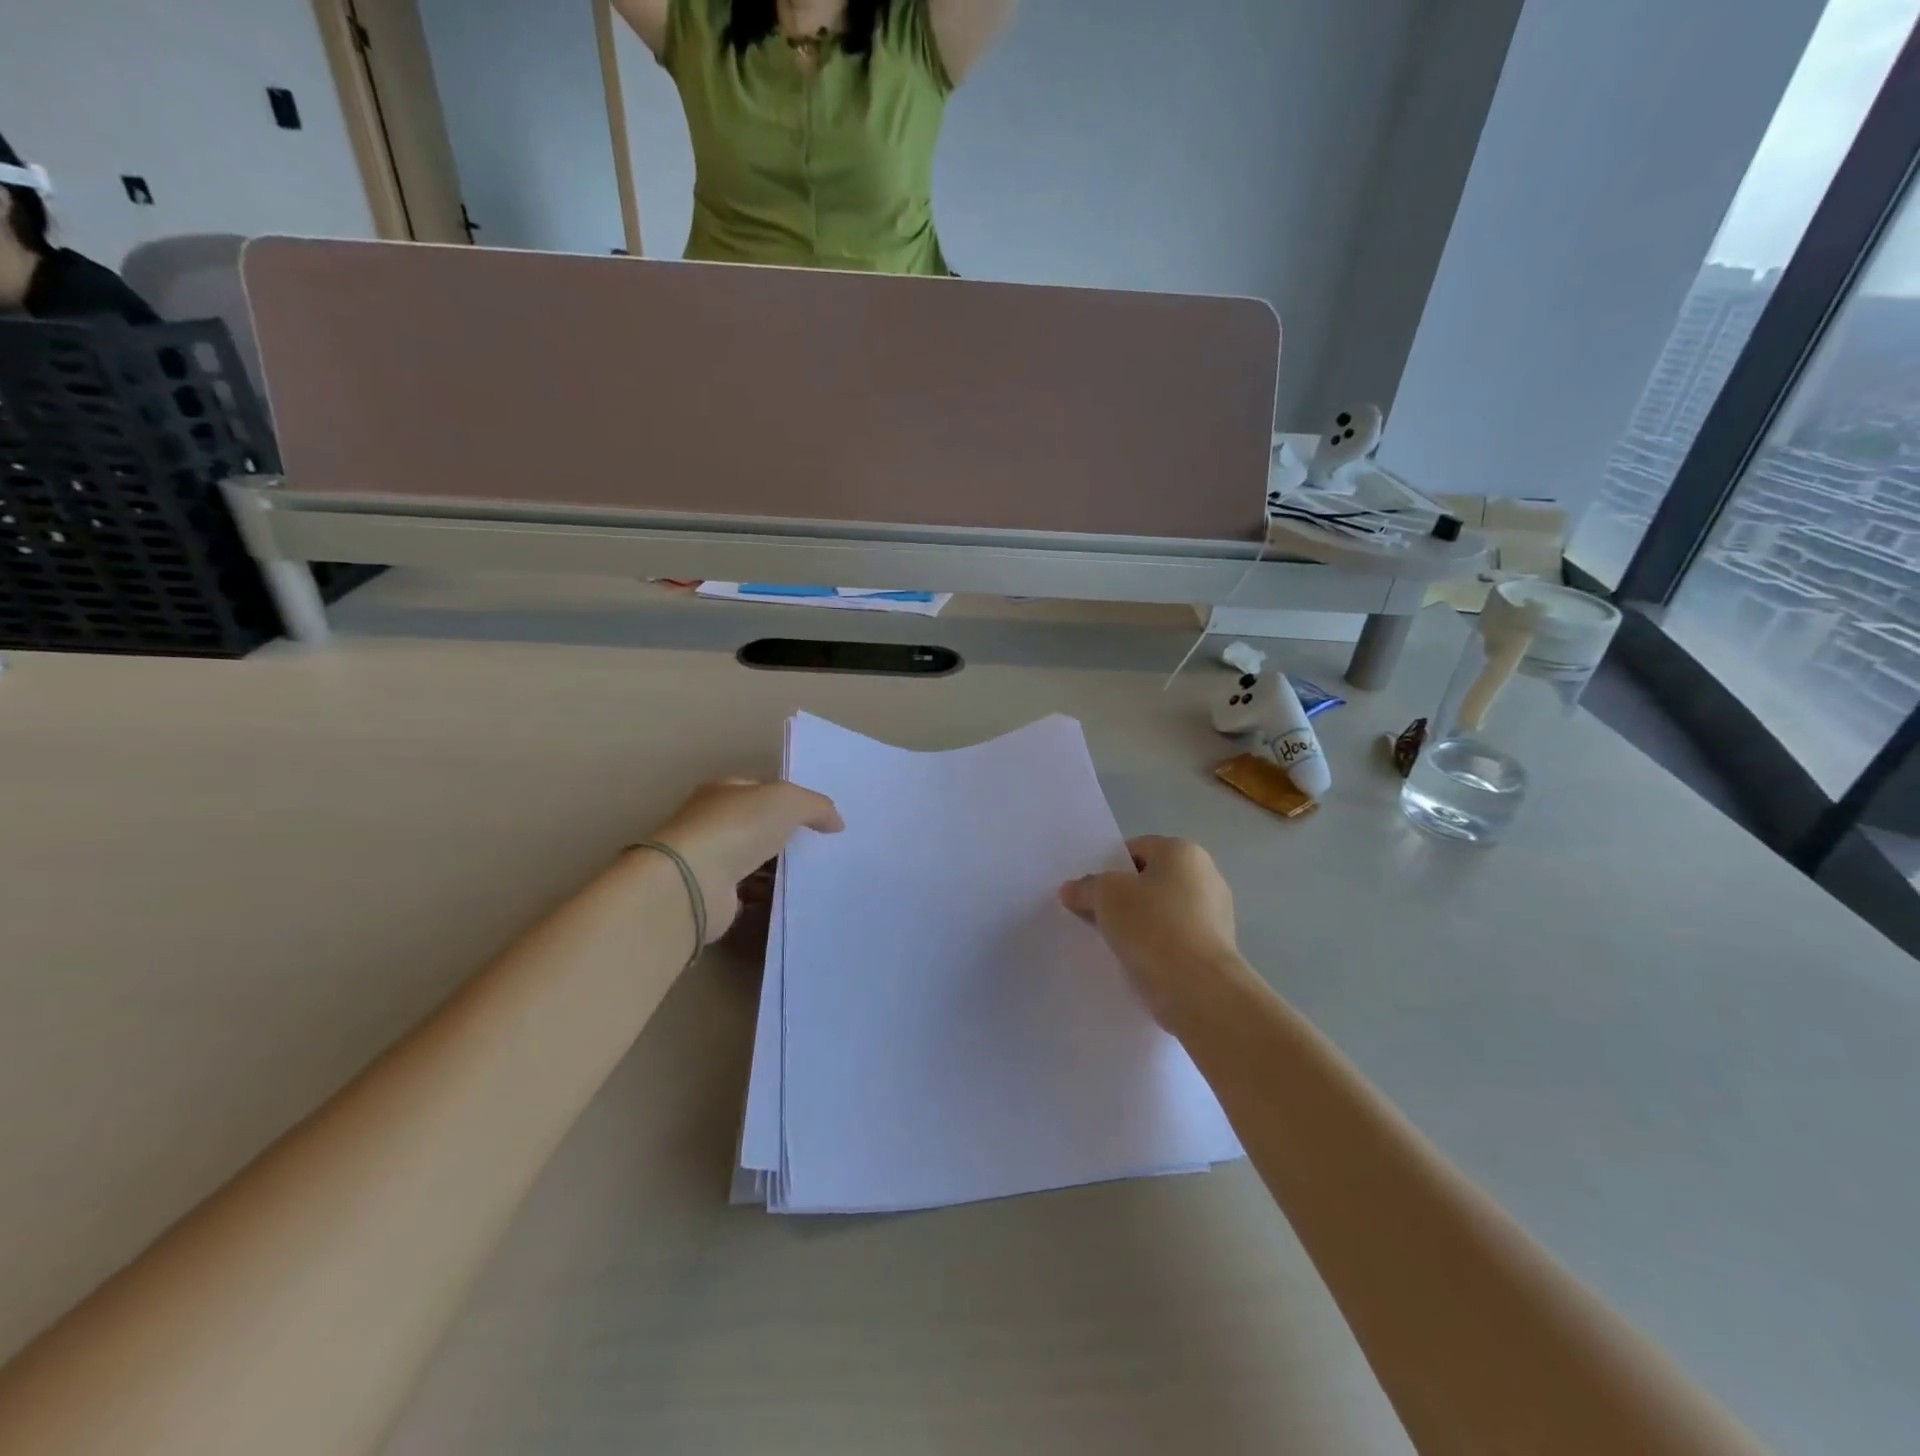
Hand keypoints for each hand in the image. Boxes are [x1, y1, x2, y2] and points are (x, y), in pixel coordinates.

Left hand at [648, 779, 843, 942]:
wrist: (694, 883)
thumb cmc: (738, 827)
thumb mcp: (788, 801)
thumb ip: (816, 806)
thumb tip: (837, 823)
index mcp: (723, 791)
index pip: (760, 789)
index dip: (789, 799)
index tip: (818, 817)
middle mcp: (712, 822)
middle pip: (758, 825)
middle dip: (786, 835)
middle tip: (822, 846)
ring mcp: (710, 860)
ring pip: (754, 860)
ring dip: (778, 868)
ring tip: (815, 874)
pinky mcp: (714, 895)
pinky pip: (750, 892)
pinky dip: (768, 895)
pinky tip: (792, 898)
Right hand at [1059, 836, 1243, 1028]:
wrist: (1199, 989)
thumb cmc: (1153, 927)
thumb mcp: (1105, 897)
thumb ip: (1086, 887)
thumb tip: (1071, 889)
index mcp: (1183, 852)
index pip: (1136, 849)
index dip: (1109, 868)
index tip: (1091, 893)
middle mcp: (1206, 875)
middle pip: (1150, 880)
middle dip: (1123, 897)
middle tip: (1096, 917)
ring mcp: (1216, 914)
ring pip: (1162, 912)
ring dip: (1139, 924)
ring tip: (1113, 944)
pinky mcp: (1216, 948)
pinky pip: (1175, 939)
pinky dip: (1157, 947)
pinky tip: (1137, 962)